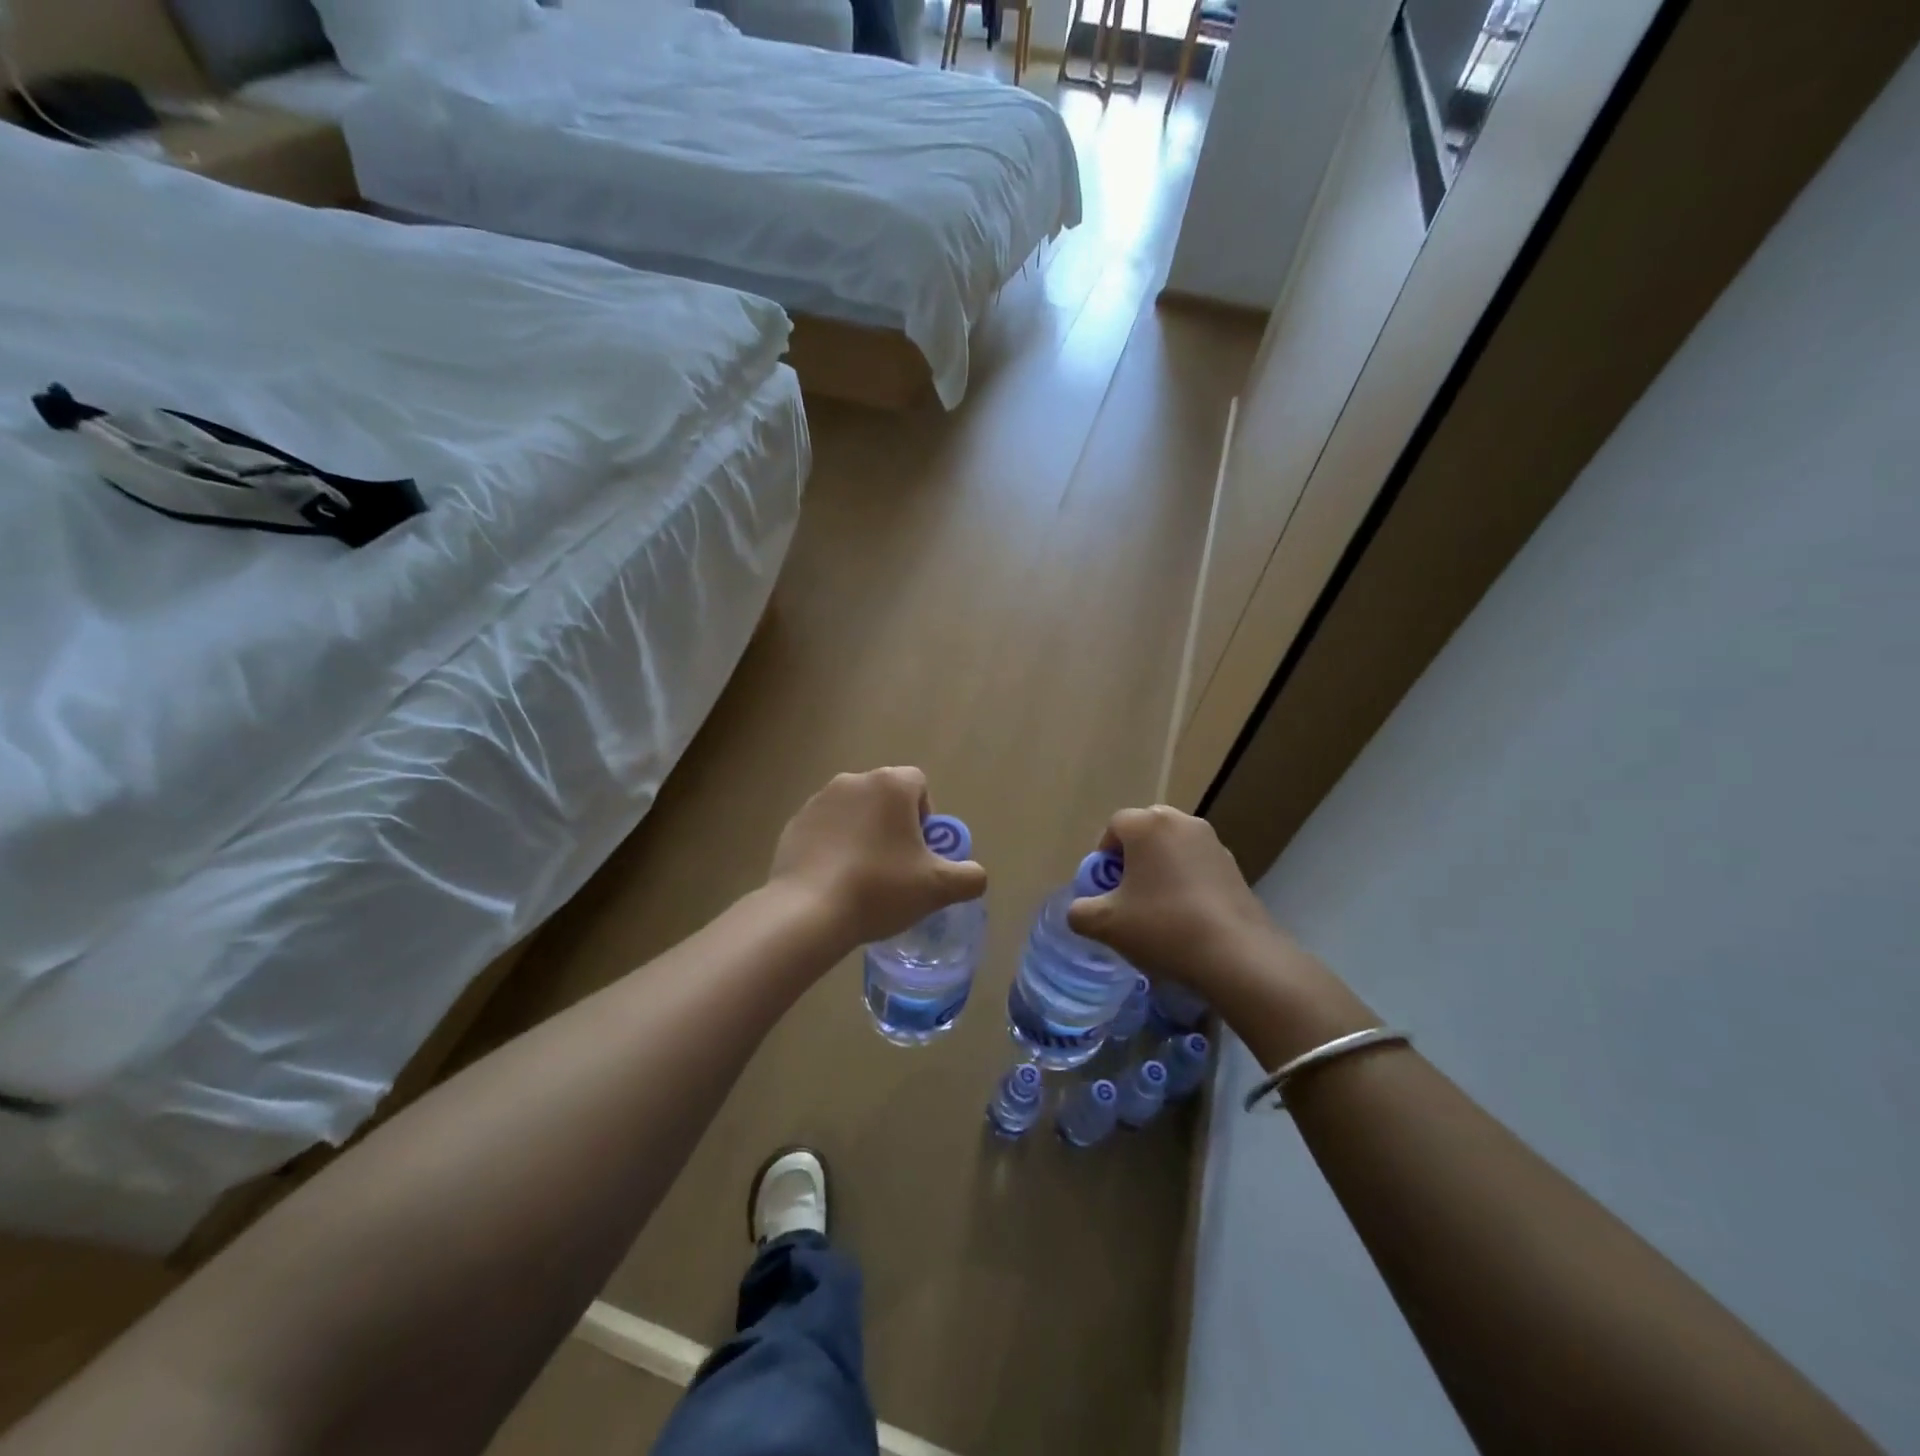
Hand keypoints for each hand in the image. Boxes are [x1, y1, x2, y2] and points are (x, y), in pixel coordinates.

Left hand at [768, 767, 987, 950]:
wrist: (808, 911)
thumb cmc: (880, 888)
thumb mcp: (938, 888)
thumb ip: (969, 877)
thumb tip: (975, 876)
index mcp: (890, 784)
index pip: (918, 784)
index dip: (926, 816)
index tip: (921, 851)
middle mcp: (853, 781)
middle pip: (885, 797)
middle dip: (894, 825)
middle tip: (897, 867)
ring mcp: (818, 801)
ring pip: (854, 812)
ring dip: (863, 834)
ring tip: (863, 877)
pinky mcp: (794, 824)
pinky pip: (825, 829)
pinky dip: (833, 847)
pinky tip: (835, 881)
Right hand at [1068, 806, 1378, 1063]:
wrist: (1237, 955)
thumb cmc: (1162, 927)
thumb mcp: (1105, 924)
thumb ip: (1080, 912)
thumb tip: (1080, 910)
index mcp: (1147, 825)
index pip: (1114, 826)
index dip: (1103, 856)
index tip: (1104, 888)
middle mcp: (1181, 822)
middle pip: (1145, 831)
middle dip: (1132, 857)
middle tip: (1127, 895)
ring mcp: (1212, 842)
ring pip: (1173, 847)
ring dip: (1161, 868)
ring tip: (1158, 908)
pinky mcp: (1235, 866)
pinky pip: (1198, 865)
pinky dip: (1187, 881)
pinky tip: (1187, 917)